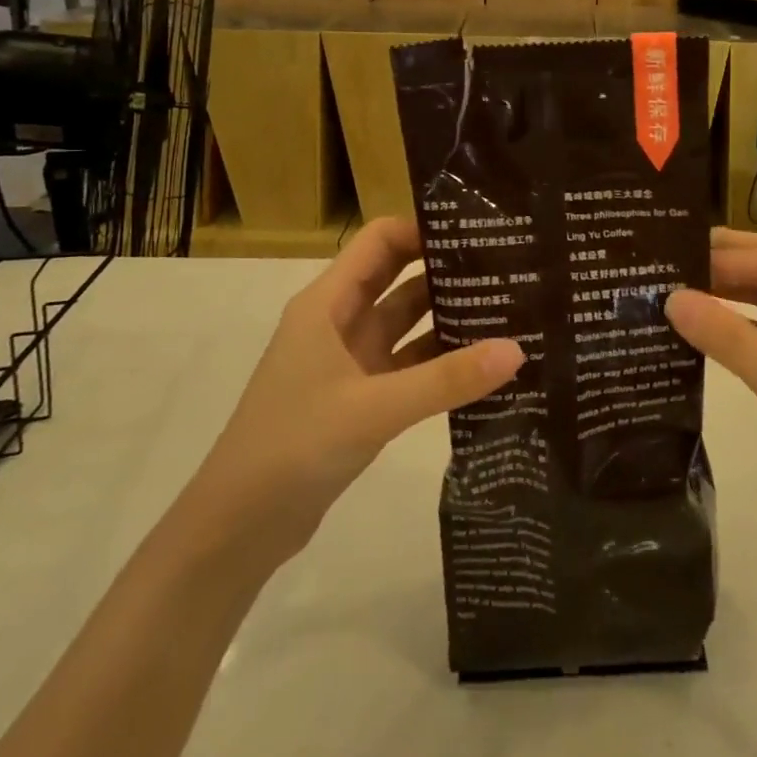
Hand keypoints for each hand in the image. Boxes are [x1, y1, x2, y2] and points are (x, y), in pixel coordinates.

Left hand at [194, 217, 522, 556]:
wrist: (238, 528)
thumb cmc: (293, 446)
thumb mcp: (373, 408)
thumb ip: (446, 379)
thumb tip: (517, 349)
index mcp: (327, 303)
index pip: (381, 242)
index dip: (424, 229)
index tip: (480, 231)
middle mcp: (339, 323)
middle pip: (399, 277)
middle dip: (447, 269)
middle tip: (508, 265)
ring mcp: (350, 362)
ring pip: (407, 324)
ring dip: (449, 316)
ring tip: (510, 308)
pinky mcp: (360, 398)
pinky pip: (410, 366)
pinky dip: (441, 361)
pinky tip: (485, 365)